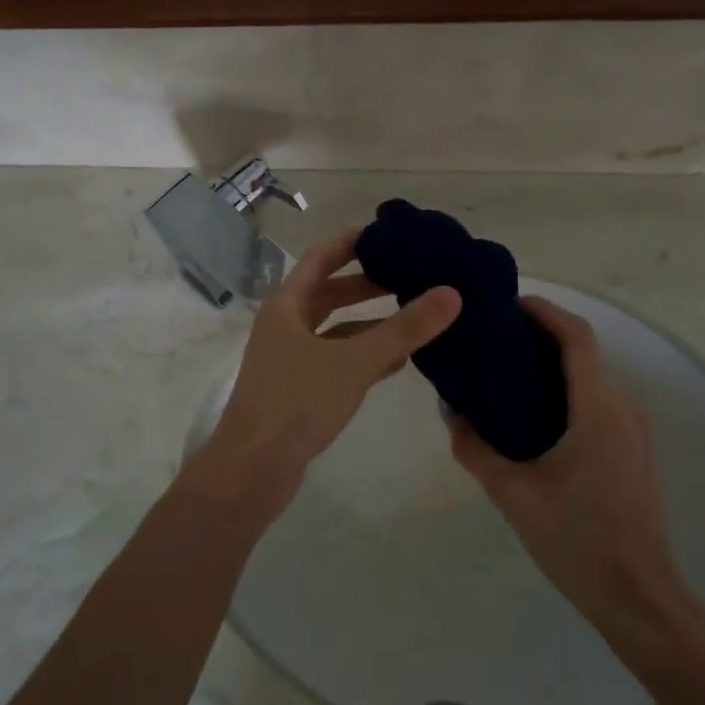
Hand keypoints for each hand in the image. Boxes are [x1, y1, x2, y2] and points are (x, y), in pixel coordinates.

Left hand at [195, 230, 461, 511]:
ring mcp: (288, 361)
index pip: (320, 259)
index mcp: (286, 306)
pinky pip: (335, 362)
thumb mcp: (355, 361)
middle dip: (367, 285)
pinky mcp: (296, 391)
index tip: (388, 234)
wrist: (253, 469)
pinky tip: (395, 363)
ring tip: (412, 318)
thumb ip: (404, 329)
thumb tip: (451, 293)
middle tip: (410, 276)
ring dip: (369, 324)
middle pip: (328, 294)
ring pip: (334, 331)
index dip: (352, 243)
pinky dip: (362, 357)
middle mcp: (283, 327)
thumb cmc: (297, 402)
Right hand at [445, 296, 683, 629]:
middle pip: (585, 352)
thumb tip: (449, 412)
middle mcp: (624, 409)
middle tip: (494, 340)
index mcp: (598, 409)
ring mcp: (635, 431)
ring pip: (593, 378)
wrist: (638, 598)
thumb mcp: (513, 493)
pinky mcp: (634, 452)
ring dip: (555, 365)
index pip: (577, 337)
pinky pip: (599, 403)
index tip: (507, 304)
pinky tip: (535, 414)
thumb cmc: (576, 539)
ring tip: (506, 373)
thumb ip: (475, 448)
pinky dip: (568, 391)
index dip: (545, 311)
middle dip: (542, 336)